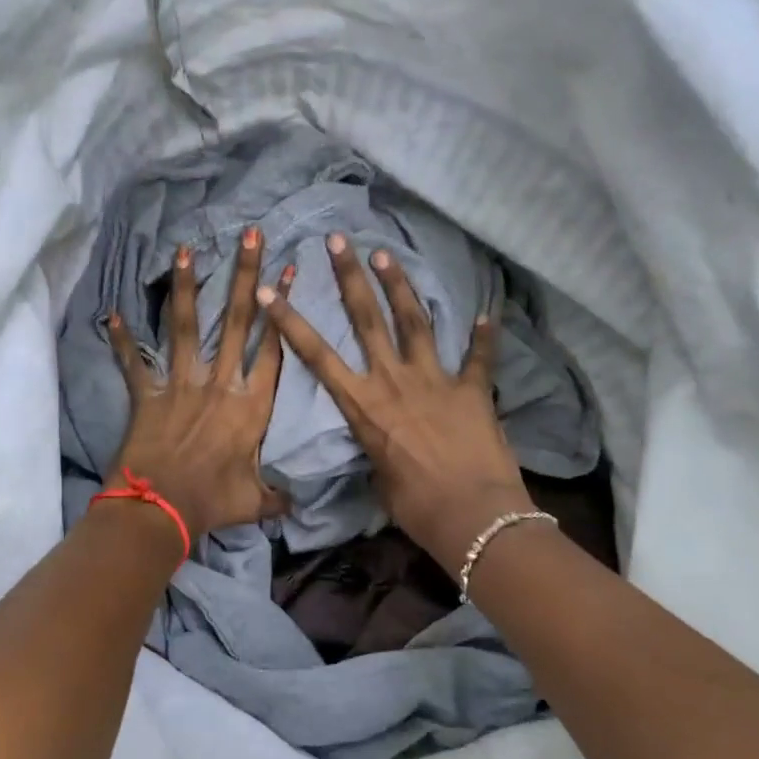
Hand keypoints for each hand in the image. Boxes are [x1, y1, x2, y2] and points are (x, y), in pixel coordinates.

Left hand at [105, 227, 292, 545]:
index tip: (288, 271)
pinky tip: (112, 313)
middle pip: (238, 322)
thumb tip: (294, 506)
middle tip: (251, 236)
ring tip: (187, 250)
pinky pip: (134, 364)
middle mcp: (220, 384)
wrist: (161, 509)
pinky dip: (122, 341)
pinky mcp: (148, 395)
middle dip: (246, 276)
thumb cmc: (212, 502)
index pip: (272, 348)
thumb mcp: (253, 501)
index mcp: (251, 406)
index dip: (282, 308)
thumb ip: (275, 497)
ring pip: (187, 328)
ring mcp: (182, 385)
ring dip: (188, 288)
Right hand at [257, 233, 534, 570]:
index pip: (317, 356)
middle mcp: (394, 382)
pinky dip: (484, 338)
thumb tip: (382, 446)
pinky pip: (479, 359)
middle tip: (339, 241)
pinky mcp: (472, 390)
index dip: (290, 323)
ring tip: (386, 254)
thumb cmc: (416, 508)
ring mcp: (434, 380)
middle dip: (350, 277)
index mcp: (364, 405)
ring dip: (399, 286)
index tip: (269, 292)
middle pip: (367, 320)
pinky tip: (489, 315)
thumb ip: (377, 450)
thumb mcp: (380, 479)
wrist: (473, 517)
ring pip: (413, 322)